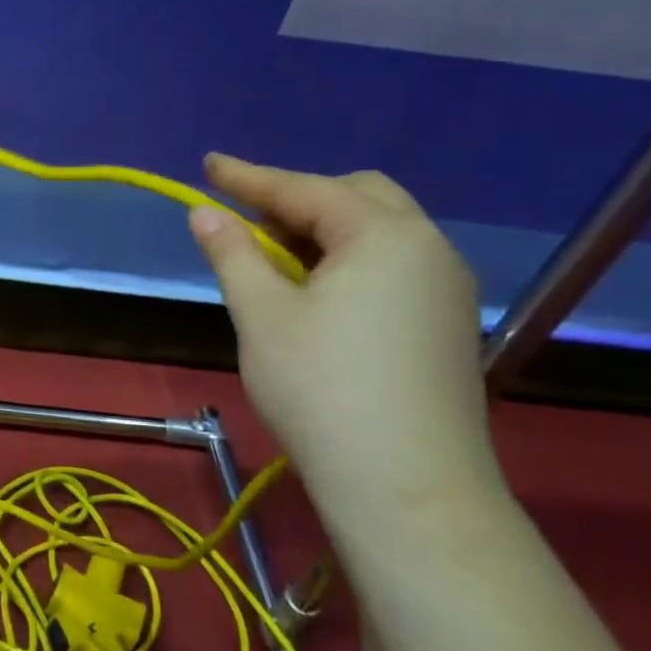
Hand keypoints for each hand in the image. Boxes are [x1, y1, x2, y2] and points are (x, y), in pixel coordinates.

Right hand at [188, 155, 494, 520]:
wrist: (405, 485)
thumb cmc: (320, 388)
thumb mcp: (261, 314)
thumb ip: (233, 253)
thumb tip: (204, 212)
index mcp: (384, 236)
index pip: (304, 189)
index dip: (249, 177)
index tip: (208, 164)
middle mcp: (428, 248)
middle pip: (357, 196)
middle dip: (297, 200)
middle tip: (247, 224)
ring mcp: (446, 287)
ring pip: (379, 232)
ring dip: (323, 231)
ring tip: (274, 262)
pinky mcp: (446, 323)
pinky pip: (393, 265)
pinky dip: (349, 261)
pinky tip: (317, 294)